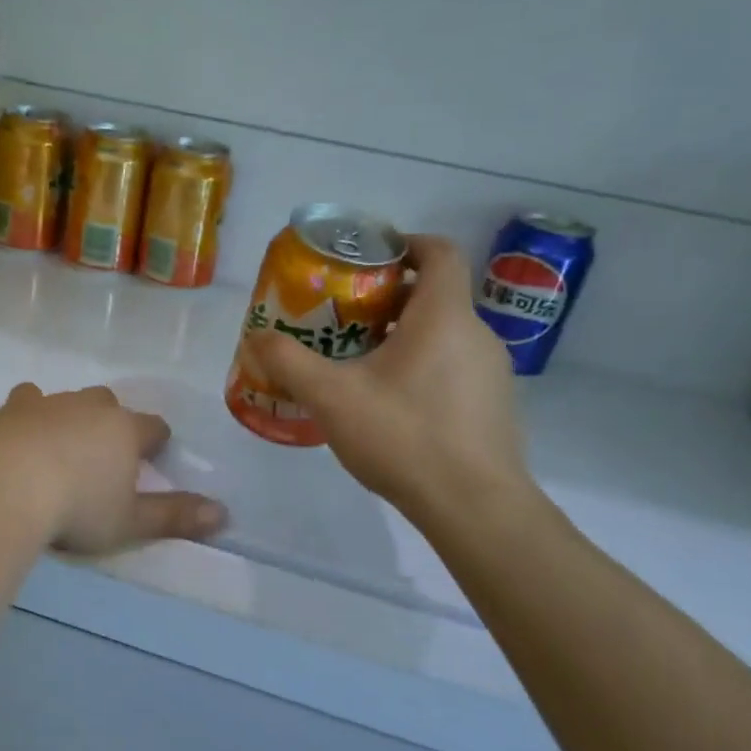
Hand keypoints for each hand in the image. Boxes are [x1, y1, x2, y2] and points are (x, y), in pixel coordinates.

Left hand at [0, 384, 227, 555]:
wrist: (7, 489)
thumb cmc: (77, 507)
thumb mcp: (132, 522)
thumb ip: (176, 516)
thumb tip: (225, 515)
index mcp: (119, 430)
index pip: (151, 426)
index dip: (156, 437)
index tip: (157, 447)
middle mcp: (77, 409)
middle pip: (99, 401)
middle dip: (103, 416)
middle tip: (97, 442)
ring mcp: (29, 409)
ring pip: (39, 396)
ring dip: (41, 408)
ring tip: (36, 426)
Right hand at [245, 235, 533, 523]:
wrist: (474, 507)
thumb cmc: (404, 436)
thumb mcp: (331, 397)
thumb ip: (289, 362)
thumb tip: (256, 336)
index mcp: (444, 316)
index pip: (440, 252)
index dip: (406, 243)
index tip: (369, 258)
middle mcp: (477, 334)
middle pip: (436, 294)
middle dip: (389, 297)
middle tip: (344, 317)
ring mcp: (492, 372)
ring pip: (445, 333)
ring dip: (404, 334)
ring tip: (360, 361)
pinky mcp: (494, 405)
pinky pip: (454, 366)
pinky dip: (423, 366)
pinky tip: (391, 403)